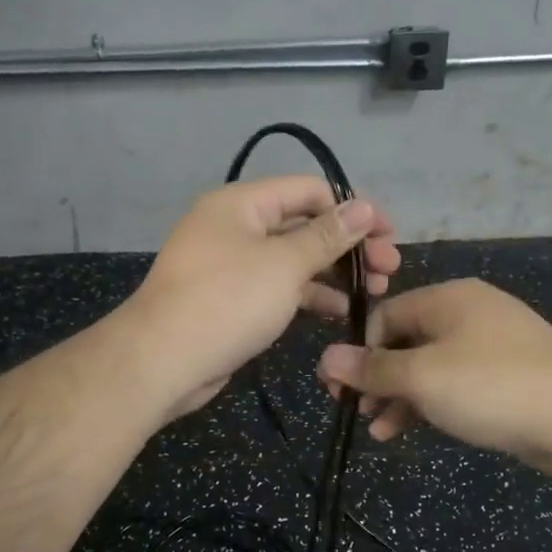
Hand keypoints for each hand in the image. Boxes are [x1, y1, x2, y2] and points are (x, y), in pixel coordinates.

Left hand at [123, 176, 399, 418]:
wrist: (163, 361)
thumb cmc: (227, 301)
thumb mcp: (284, 264)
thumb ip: (327, 235)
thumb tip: (364, 206)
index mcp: (242, 204)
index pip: (309, 190)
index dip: (352, 209)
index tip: (389, 235)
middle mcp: (236, 227)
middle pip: (304, 225)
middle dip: (349, 245)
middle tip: (389, 269)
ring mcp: (233, 265)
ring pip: (294, 259)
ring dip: (335, 272)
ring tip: (376, 291)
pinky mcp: (233, 299)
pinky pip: (279, 287)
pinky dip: (310, 295)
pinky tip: (343, 311)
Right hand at [316, 279, 551, 477]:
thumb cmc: (492, 386)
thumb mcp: (422, 377)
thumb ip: (372, 369)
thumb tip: (325, 359)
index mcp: (448, 299)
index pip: (385, 316)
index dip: (358, 350)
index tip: (338, 387)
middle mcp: (468, 314)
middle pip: (406, 341)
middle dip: (377, 377)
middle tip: (353, 409)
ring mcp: (491, 346)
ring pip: (429, 367)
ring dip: (399, 396)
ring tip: (377, 430)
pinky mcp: (506, 377)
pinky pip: (455, 384)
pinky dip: (430, 404)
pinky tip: (409, 430)